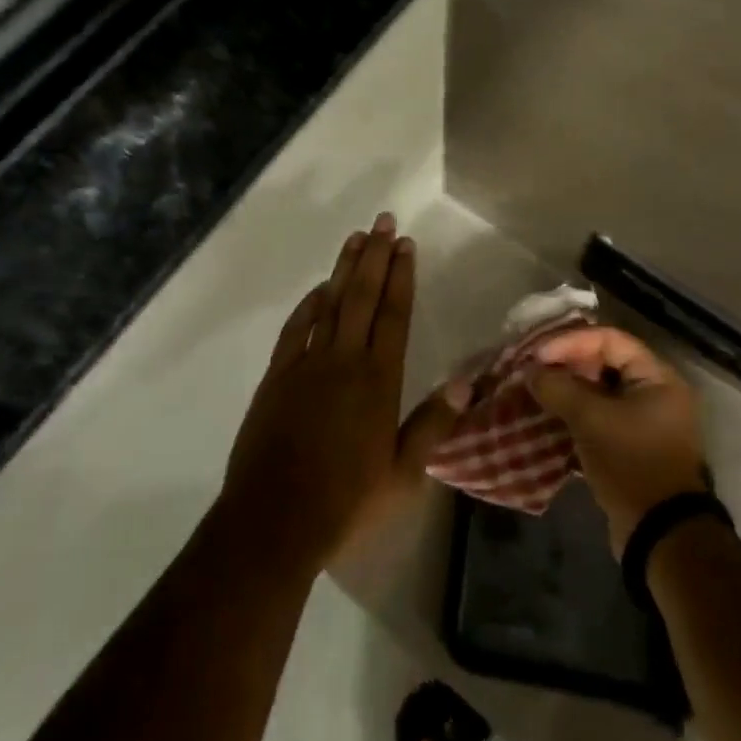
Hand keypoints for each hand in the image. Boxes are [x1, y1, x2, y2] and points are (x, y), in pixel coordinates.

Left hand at [221, 215, 467, 570]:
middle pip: (362, 296)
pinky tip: (318, 289)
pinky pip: (296, 328)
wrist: (273, 519)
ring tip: (357, 237)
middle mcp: (344, 360)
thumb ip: (433, 424)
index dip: (401, 276)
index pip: (394, 314)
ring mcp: (307, 364)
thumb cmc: (346, 501)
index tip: (405, 244)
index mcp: (378, 380)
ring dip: (344, 268)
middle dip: (375, 256)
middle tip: (383, 221)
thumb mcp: (402, 474)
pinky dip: (308, 304)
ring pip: (330, 303)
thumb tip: (466, 381)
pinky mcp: (277, 376)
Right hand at [528, 326, 707, 554]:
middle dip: (567, 365)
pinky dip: (576, 414)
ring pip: (600, 392)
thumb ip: (559, 389)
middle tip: (534, 370)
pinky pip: (600, 417)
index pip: (610, 340)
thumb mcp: (591, 421)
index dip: (571, 342)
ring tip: (536, 391)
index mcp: (657, 378)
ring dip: (568, 391)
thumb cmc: (631, 463)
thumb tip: (531, 372)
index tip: (539, 355)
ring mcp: (645, 422)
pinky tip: (549, 417)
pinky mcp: (632, 447)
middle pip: (605, 363)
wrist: (660, 536)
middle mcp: (656, 393)